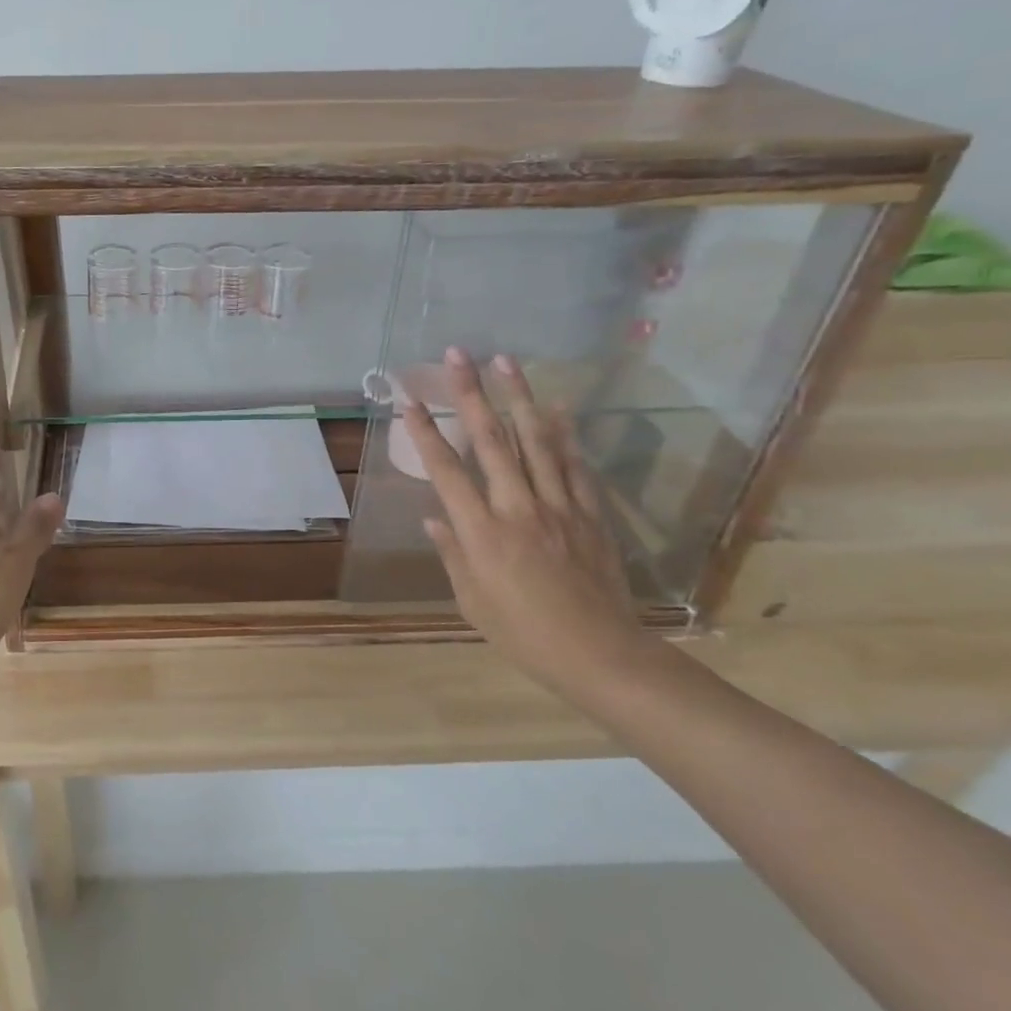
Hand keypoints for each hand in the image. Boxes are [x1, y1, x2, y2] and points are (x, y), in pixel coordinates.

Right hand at [401, 349, 656, 699]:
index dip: (425, 432)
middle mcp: (517, 507)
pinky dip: (565, 433)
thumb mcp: (472, 600)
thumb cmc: (524, 633)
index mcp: (481, 531)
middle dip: (470, 392)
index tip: (410, 400)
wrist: (601, 655)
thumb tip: (435, 518)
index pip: (446, 470)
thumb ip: (452, 552)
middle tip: (458, 354)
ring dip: (518, 396)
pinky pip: (575, 464)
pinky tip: (558, 406)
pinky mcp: (589, 513)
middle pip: (490, 439)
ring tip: (505, 360)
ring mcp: (558, 506)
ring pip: (535, 440)